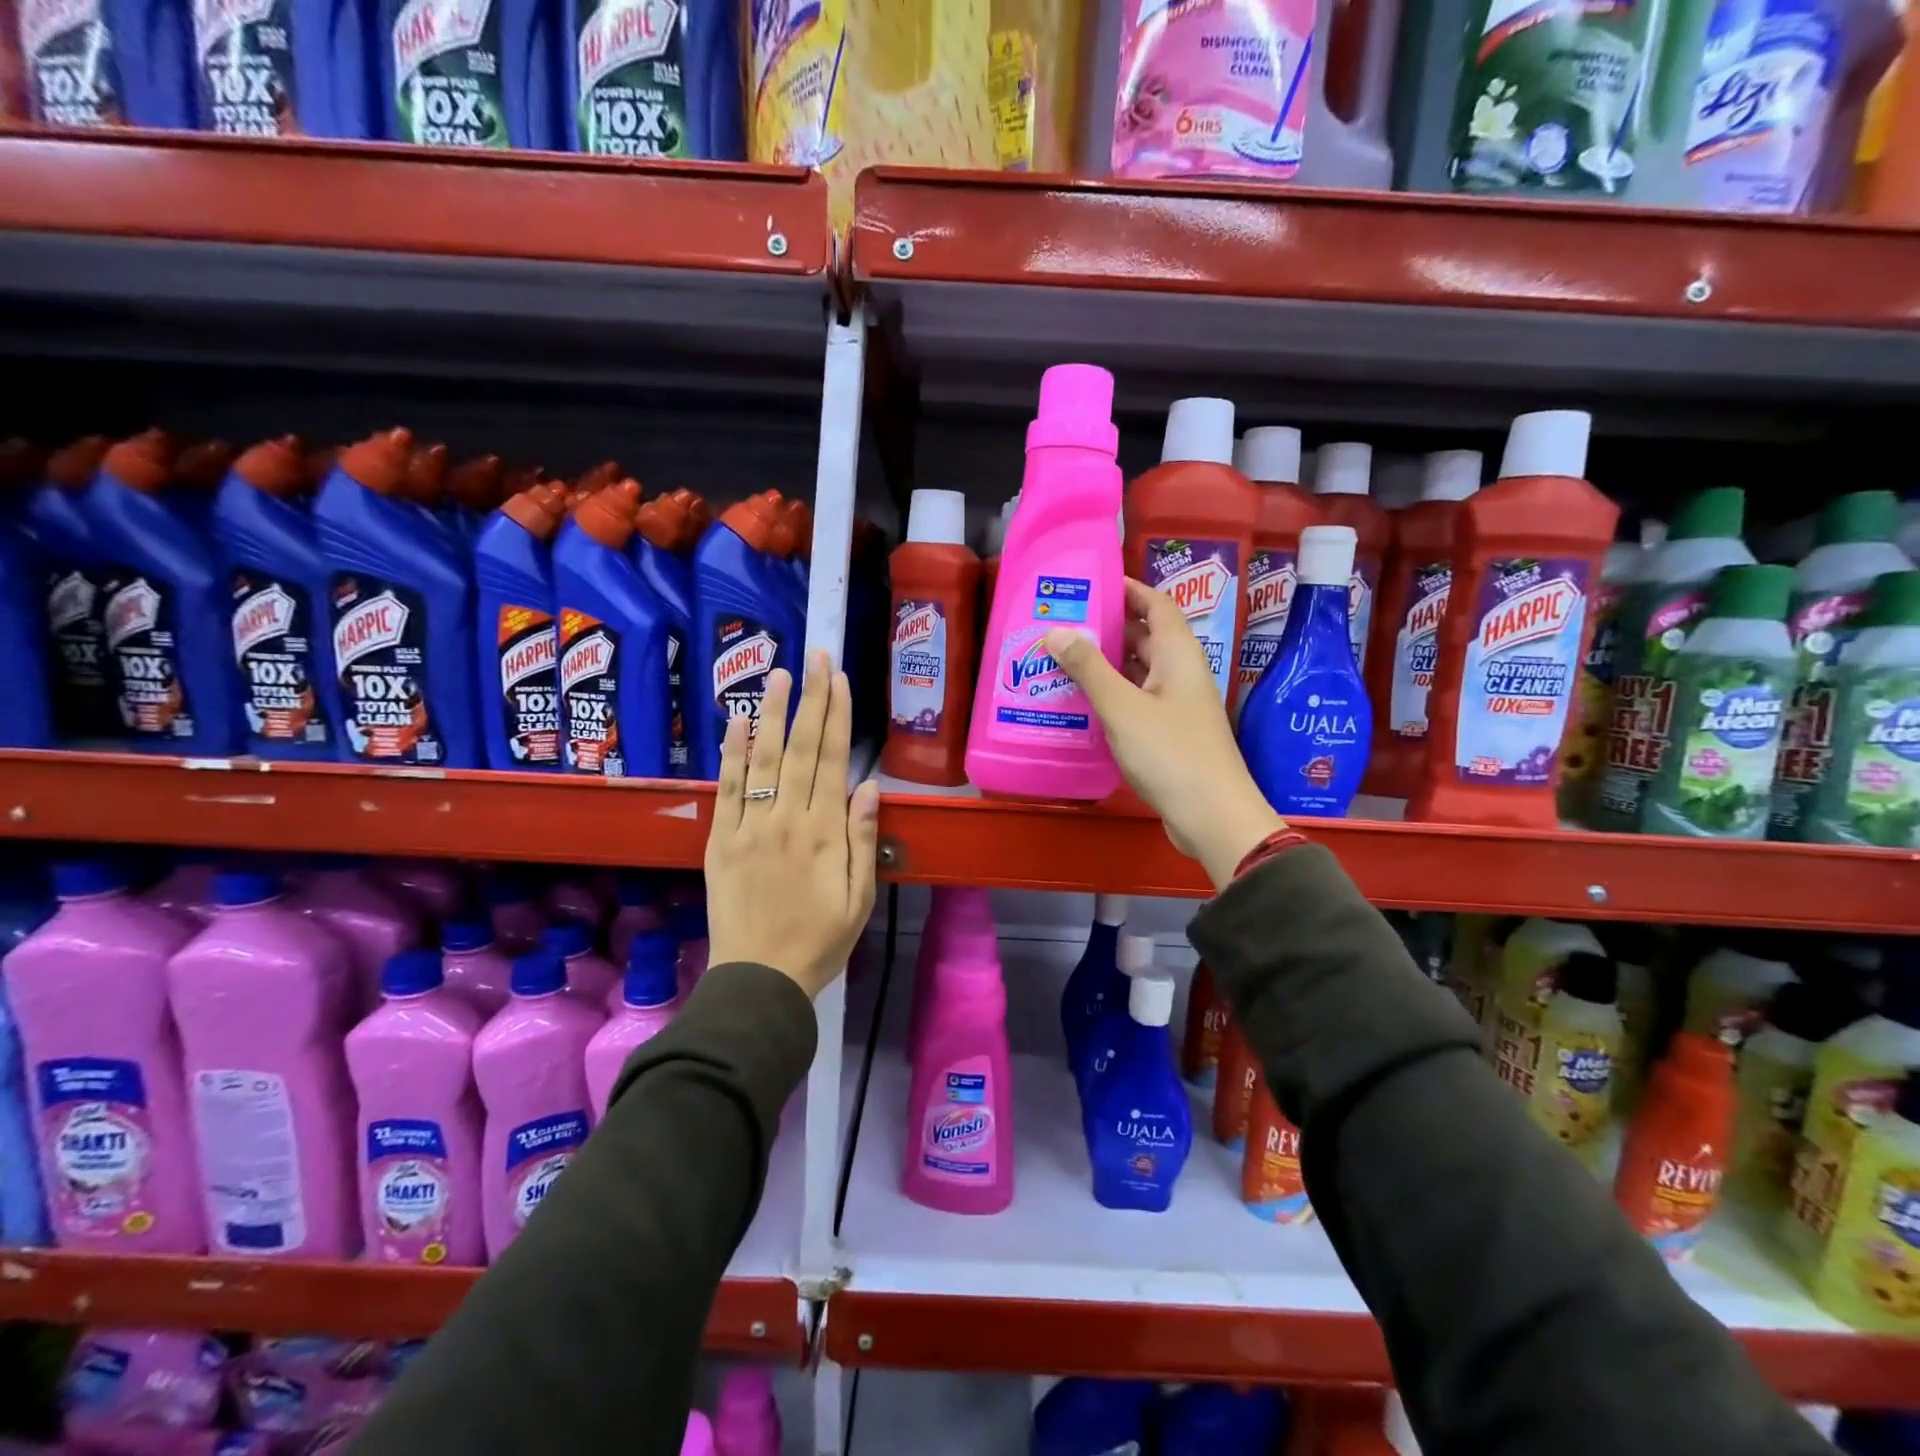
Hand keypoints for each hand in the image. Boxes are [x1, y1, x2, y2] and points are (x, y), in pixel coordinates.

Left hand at [705, 650, 880, 998]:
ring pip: (764, 759)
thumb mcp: (860, 898)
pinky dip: (732, 753)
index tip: (840, 679)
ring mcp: (750, 827)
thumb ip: (864, 839)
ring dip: (773, 713)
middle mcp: (788, 819)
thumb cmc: (821, 941)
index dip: (837, 716)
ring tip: (779, 672)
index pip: (833, 760)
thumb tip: (870, 785)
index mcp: (825, 833)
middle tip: (816, 656)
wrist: (760, 979)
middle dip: (811, 698)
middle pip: (802, 749)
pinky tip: (739, 722)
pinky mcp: (721, 839)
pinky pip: (727, 789)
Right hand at [1045, 579, 1284, 888]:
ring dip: (1105, 663)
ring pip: (1138, 671)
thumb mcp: (1122, 708)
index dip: (1128, 589)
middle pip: (1145, 637)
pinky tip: (1080, 701)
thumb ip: (1089, 669)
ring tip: (1061, 657)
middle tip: (1062, 622)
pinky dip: (1111, 694)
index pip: (1156, 605)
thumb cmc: (1170, 753)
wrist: (1212, 816)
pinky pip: (1136, 700)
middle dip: (1107, 626)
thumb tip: (1056, 631)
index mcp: (1179, 655)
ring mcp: (1176, 705)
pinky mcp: (1169, 734)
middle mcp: (1180, 673)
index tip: (1091, 583)